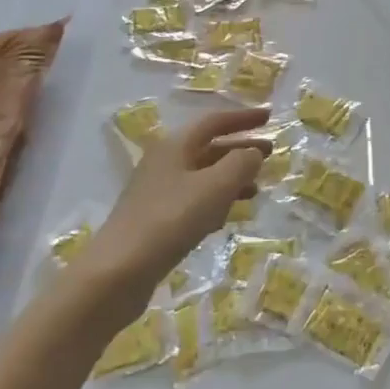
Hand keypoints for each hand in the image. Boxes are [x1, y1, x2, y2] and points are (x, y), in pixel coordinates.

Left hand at [69, 108, 271, 319]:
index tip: (269, 117)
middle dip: (240, 148)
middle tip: (270, 153)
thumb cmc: (170, 220)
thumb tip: (253, 152)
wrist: (119, 271)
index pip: (214, 121)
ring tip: (257, 188)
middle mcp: (164, 163)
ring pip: (202, 176)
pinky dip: (215, 201)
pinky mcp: (157, 220)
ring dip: (230, 177)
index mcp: (175, 146)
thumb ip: (240, 164)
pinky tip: (227, 216)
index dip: (243, 118)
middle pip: (208, 147)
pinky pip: (194, 201)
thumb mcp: (214, 187)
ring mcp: (158, 192)